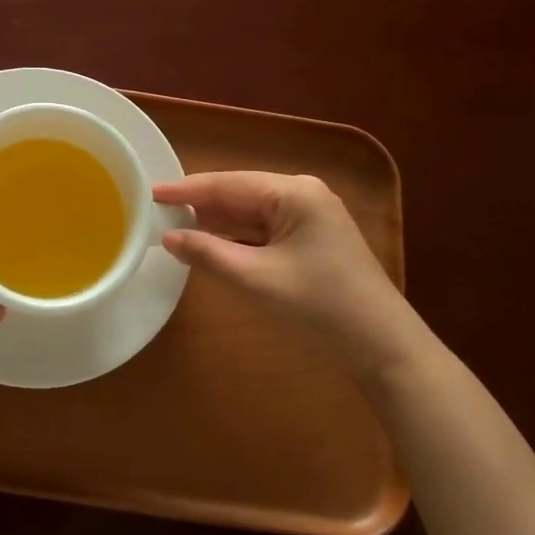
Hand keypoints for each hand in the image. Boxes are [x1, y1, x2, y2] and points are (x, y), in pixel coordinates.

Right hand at [153, 171, 427, 382]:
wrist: (384, 350)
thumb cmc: (320, 308)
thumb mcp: (256, 280)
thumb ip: (208, 253)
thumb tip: (168, 237)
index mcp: (294, 193)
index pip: (228, 184)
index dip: (186, 190)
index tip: (150, 191)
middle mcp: (303, 195)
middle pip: (239, 194)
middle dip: (199, 203)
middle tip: (156, 209)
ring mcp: (310, 218)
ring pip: (250, 212)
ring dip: (216, 220)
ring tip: (173, 223)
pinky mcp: (312, 241)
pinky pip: (263, 230)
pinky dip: (236, 236)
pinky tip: (209, 241)